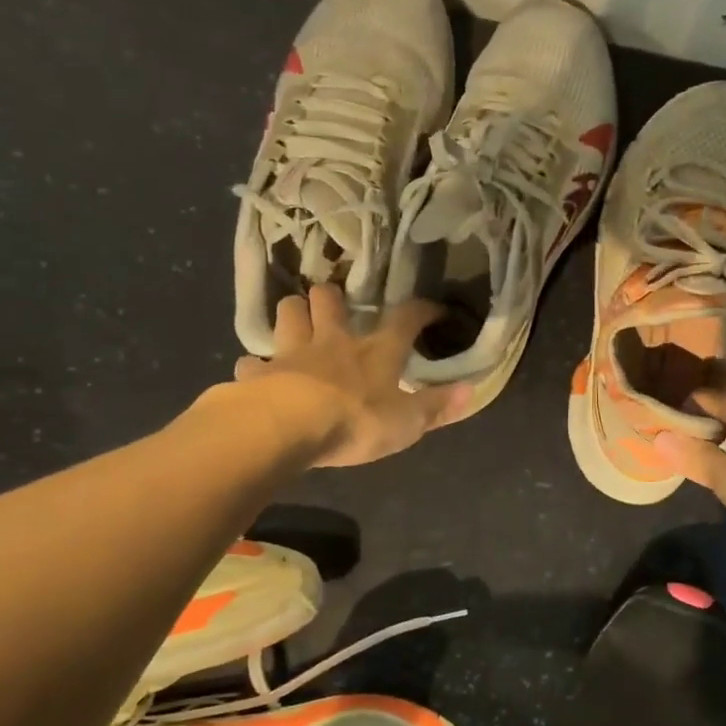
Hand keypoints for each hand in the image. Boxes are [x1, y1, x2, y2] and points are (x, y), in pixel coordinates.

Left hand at [225, 285, 470, 467]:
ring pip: (288, 315)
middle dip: (331, 297)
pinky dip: (256, 367)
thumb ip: (437, 407)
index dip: (420, 310)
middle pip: (329, 300)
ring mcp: (291, 354)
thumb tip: (471, 391)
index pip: (404, 319)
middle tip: (334, 305)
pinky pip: (253, 364)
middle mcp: (332, 342)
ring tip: (297, 324)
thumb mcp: (407, 422)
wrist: (286, 428)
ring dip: (293, 315)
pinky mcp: (258, 374)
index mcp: (375, 351)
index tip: (432, 308)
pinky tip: (257, 374)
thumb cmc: (355, 421)